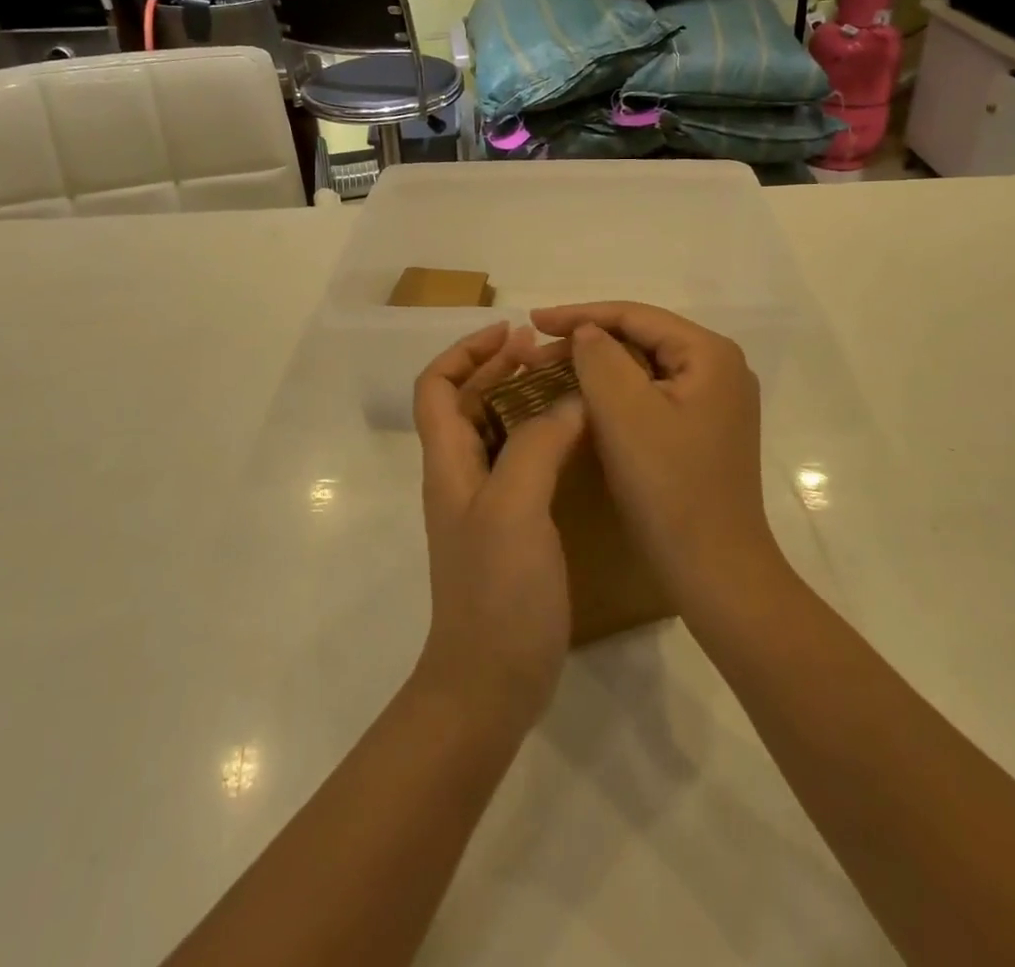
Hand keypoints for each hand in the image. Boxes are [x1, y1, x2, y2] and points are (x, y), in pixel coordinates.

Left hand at [411, 322, 585, 728]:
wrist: (489, 682)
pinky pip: (521, 463)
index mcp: (449, 462)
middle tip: (546, 352)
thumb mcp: (515, 507)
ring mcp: (484, 504)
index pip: (438, 386)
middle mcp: (460, 475)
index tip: (510, 332)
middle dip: (500, 368)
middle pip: (467, 402)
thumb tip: (568, 401)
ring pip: (496, 431)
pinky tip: (576, 440)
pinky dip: (542, 437)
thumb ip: (537, 445)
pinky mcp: (510, 529)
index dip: (466, 352)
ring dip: (522, 399)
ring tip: (565, 384)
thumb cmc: (496, 591)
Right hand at [532, 303, 780, 605]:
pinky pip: (652, 396)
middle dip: (586, 342)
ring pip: (644, 369)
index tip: (532, 320)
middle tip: (535, 353)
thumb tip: (587, 331)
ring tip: (550, 371)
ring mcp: (715, 402)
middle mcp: (720, 369)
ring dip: (597, 368)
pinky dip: (616, 395)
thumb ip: (599, 357)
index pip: (636, 316)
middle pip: (642, 339)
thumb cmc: (668, 487)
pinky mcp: (704, 430)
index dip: (580, 314)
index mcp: (710, 354)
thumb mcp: (624, 412)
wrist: (714, 571)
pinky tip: (584, 401)